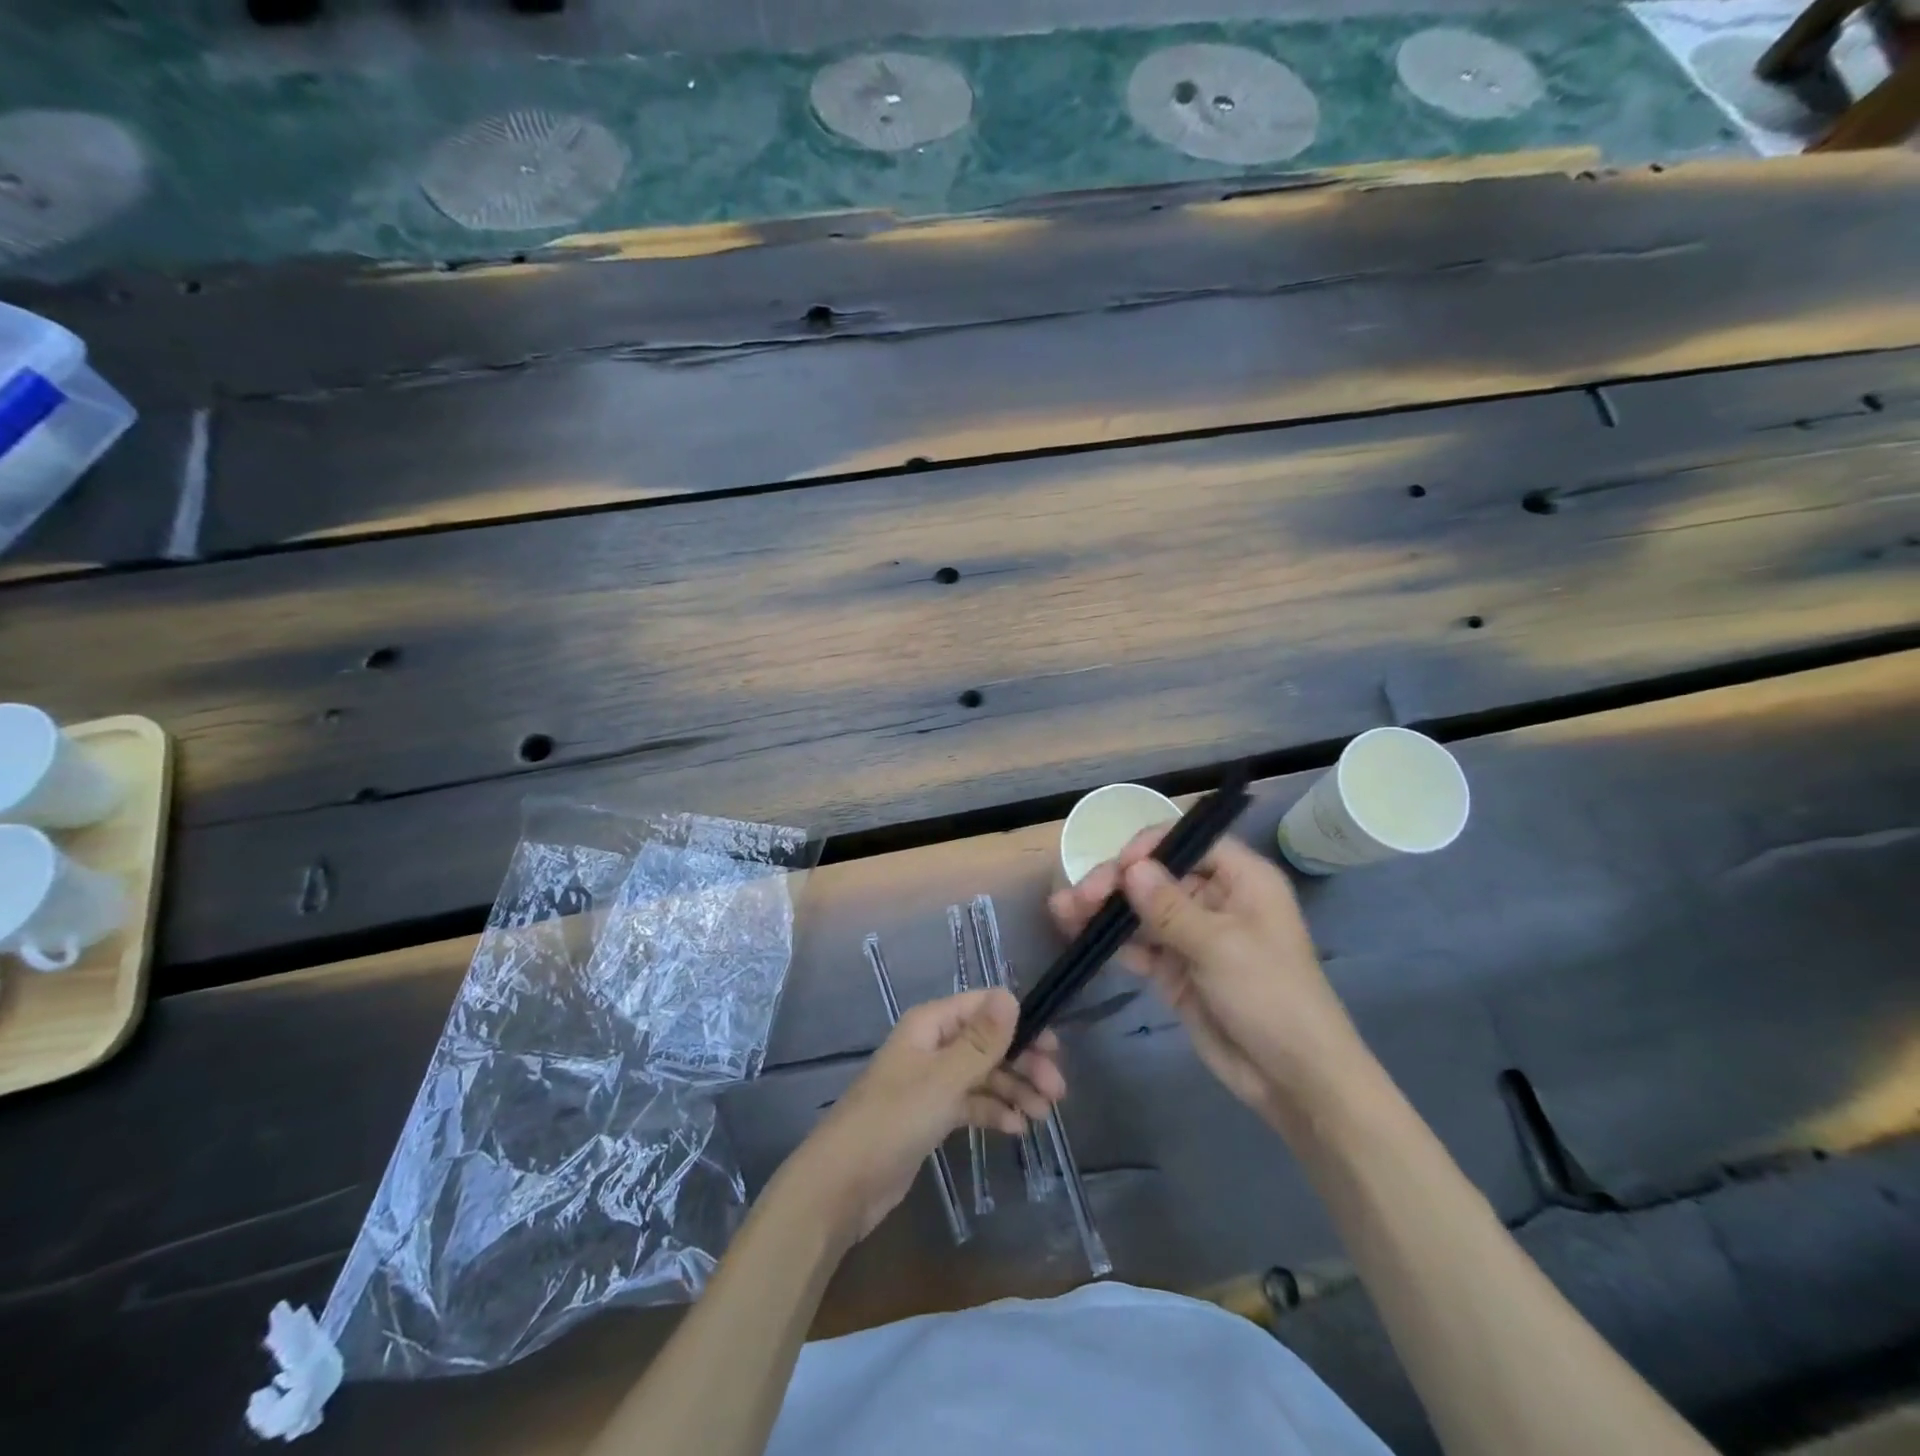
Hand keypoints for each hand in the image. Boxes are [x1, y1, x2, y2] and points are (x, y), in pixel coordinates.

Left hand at [785, 988, 1064, 1243]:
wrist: (842, 1185)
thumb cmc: (892, 1121)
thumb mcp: (943, 1079)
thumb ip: (980, 1041)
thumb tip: (1012, 995)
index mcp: (930, 1025)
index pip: (982, 1007)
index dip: (1019, 1023)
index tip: (1053, 1047)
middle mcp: (932, 1046)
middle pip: (987, 1043)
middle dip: (1023, 1062)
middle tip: (1057, 1091)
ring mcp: (931, 1082)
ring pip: (983, 1075)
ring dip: (1014, 1089)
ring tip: (1044, 1114)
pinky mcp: (931, 1116)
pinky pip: (971, 1104)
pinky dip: (994, 1111)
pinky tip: (1017, 1129)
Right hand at [1048, 829, 1365, 1122]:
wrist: (1293, 1079)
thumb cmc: (1270, 997)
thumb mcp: (1220, 946)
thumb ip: (1170, 907)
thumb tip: (1130, 868)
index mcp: (1241, 880)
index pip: (1190, 842)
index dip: (1150, 848)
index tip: (1118, 868)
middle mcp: (1215, 900)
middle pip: (1157, 876)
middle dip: (1116, 883)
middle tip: (1078, 898)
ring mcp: (1193, 936)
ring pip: (1142, 911)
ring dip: (1104, 911)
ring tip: (1062, 913)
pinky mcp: (1177, 970)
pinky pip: (1140, 946)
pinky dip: (1113, 942)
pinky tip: (1082, 940)